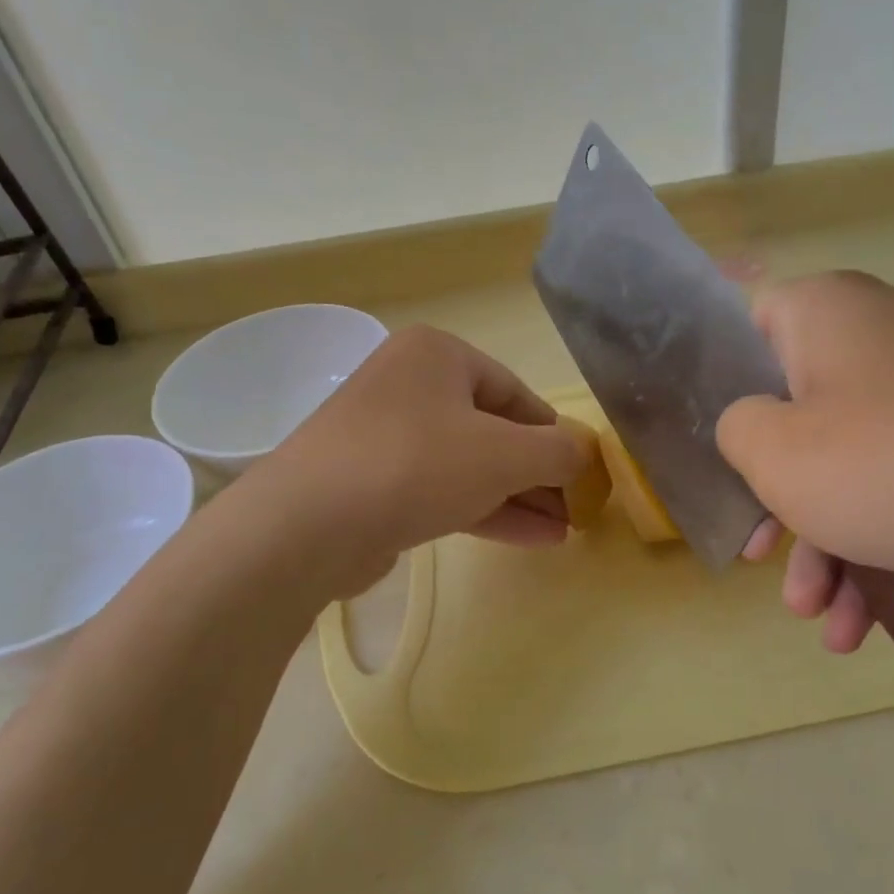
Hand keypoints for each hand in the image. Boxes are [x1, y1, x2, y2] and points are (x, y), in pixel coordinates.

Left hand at [224, 324, 586, 599]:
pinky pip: (442, 490)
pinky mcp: (374, 484)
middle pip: (493, 430)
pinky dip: (485, 510)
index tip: (581, 471)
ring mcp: (387, 437)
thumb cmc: (417, 465)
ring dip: (518, 497)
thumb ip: (558, 451)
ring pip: (469, 465)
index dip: (554, 434)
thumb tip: (583, 454)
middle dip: (538, 474)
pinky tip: (531, 538)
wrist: (309, 525)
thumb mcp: (506, 454)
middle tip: (574, 508)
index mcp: (437, 355)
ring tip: (563, 530)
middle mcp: (409, 386)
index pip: (515, 393)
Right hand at [717, 272, 893, 652]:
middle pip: (794, 413)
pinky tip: (862, 623)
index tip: (711, 448)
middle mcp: (878, 339)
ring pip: (845, 464)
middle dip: (774, 498)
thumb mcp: (777, 453)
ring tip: (816, 616)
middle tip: (757, 554)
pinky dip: (873, 549)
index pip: (745, 326)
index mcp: (827, 314)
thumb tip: (751, 426)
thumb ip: (734, 429)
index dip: (716, 385)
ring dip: (822, 546)